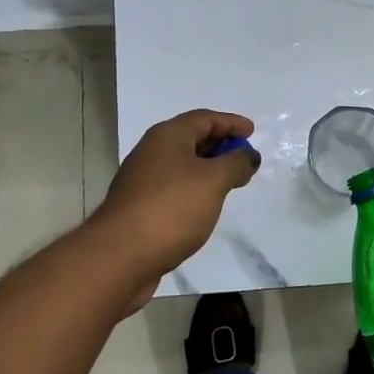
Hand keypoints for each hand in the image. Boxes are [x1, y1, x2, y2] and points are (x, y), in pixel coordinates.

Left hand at [93, 109, 258, 304]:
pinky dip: (194, 190)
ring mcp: (143, 181)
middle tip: (245, 158)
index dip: (230, 122)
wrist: (121, 255)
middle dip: (220, 146)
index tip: (252, 132)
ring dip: (207, 170)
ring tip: (231, 182)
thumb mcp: (213, 180)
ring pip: (182, 166)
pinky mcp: (140, 208)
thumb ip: (235, 163)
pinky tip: (206, 206)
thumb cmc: (171, 208)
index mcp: (167, 136)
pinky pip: (174, 189)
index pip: (204, 118)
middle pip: (191, 139)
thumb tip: (248, 155)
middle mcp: (152, 153)